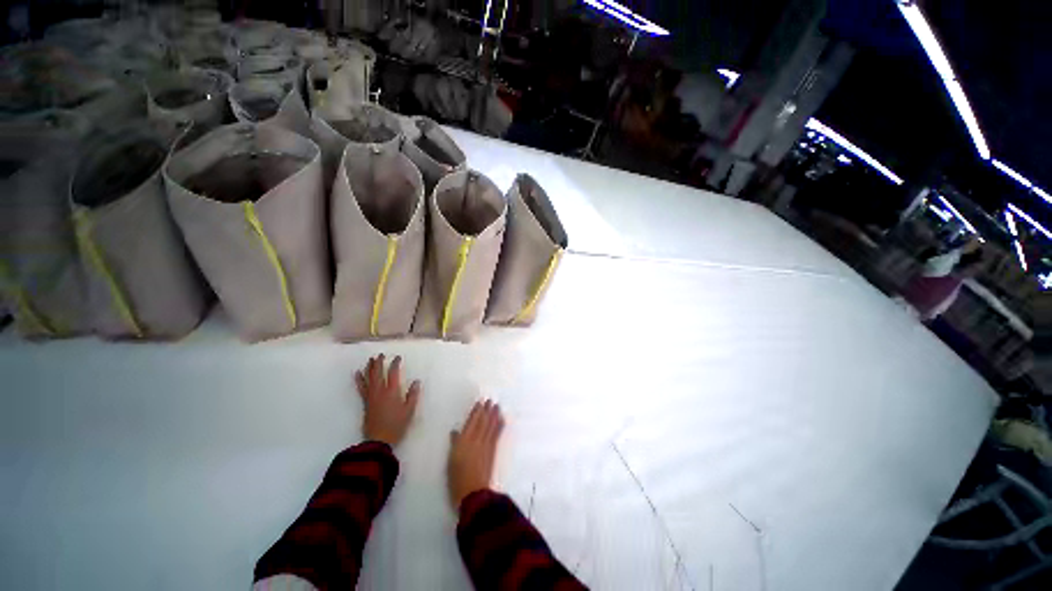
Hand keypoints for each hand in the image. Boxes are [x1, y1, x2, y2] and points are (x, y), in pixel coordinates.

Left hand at [355, 355, 420, 446]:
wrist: (379, 440)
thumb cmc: (397, 425)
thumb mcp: (409, 410)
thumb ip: (413, 395)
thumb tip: (416, 381)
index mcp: (392, 392)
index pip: (393, 373)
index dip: (395, 364)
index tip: (397, 357)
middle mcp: (380, 391)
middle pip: (378, 373)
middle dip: (379, 363)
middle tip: (380, 355)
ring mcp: (371, 397)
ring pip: (369, 378)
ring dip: (369, 368)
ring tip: (370, 360)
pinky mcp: (366, 403)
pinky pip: (361, 388)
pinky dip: (359, 379)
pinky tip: (357, 374)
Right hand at [447, 400, 504, 509]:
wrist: (472, 492)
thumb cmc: (457, 478)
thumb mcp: (450, 461)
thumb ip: (454, 444)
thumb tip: (455, 432)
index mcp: (464, 441)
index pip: (471, 422)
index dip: (476, 412)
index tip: (480, 402)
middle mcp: (476, 439)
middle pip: (483, 422)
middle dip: (487, 410)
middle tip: (491, 400)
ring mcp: (486, 445)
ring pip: (491, 426)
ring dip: (494, 415)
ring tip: (497, 406)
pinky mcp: (492, 451)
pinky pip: (496, 434)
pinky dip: (499, 426)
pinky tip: (501, 420)